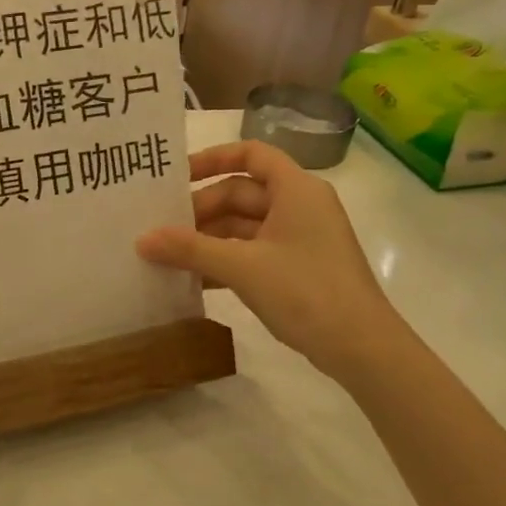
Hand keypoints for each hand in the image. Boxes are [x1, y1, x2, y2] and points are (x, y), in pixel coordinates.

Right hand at [137, 140, 400, 380]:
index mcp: (296, 189)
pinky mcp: (297, 268)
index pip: (250, 155)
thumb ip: (189, 249)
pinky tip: (192, 278)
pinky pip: (251, 252)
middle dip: (200, 210)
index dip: (212, 159)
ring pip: (242, 226)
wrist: (363, 350)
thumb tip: (141, 239)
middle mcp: (299, 206)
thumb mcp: (241, 267)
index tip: (176, 177)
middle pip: (240, 193)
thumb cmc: (306, 292)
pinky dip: (223, 260)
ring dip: (207, 239)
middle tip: (160, 230)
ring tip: (167, 255)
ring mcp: (299, 239)